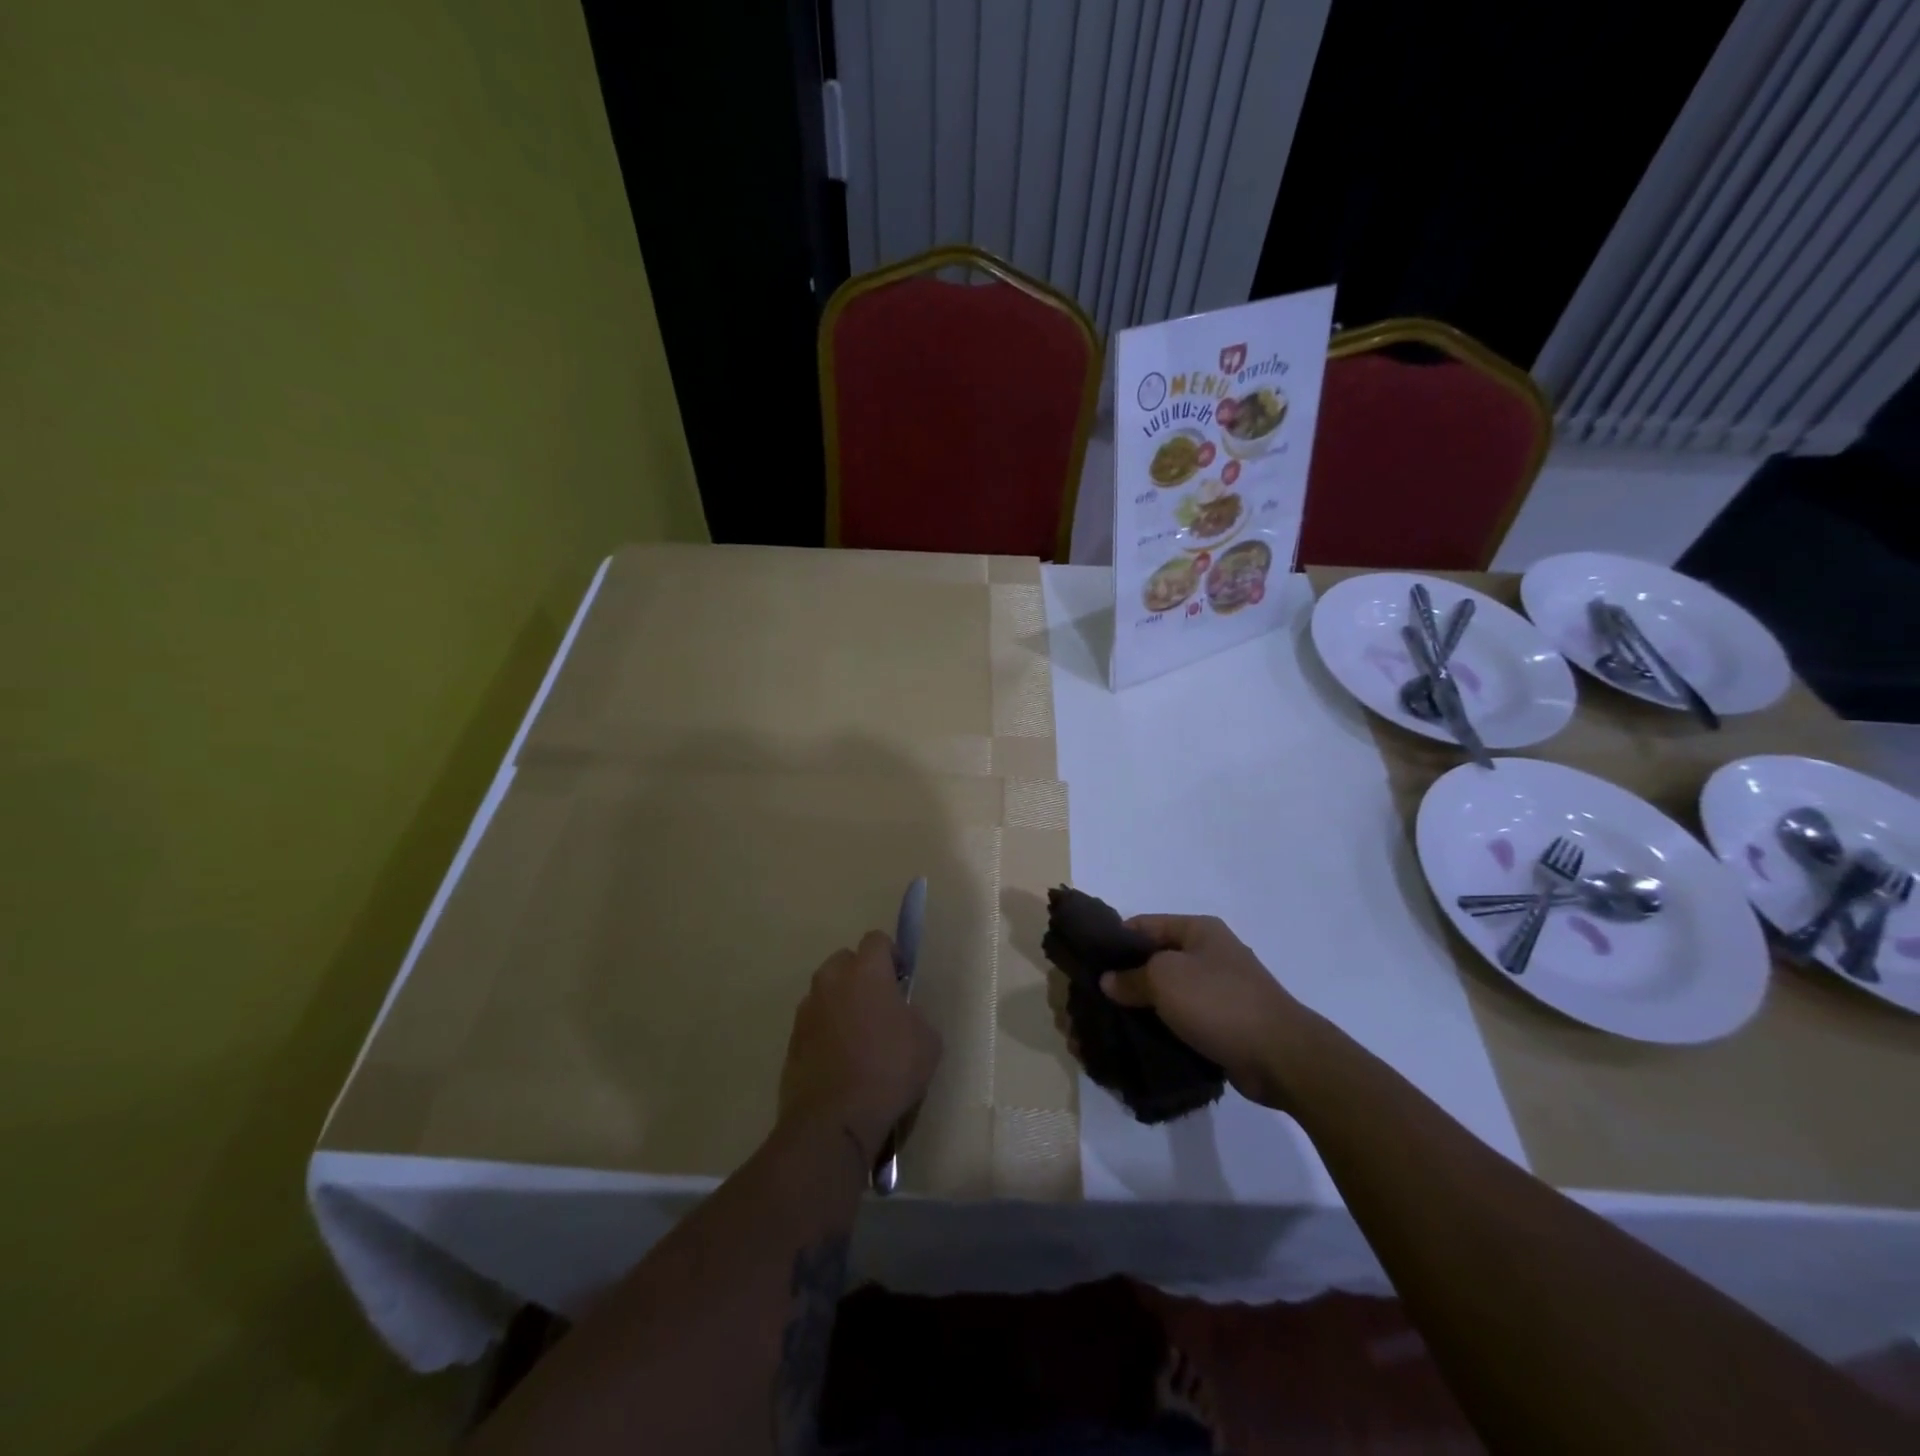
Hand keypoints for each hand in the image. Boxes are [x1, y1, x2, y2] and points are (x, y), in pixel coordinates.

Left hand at [779, 931, 942, 1165]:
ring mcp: (807, 1009)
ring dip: (841, 1002)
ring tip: (858, 1036)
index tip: (902, 981)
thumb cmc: (889, 1071)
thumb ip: (914, 1014)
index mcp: (866, 971)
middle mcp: (832, 980)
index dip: (892, 956)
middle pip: (846, 960)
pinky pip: (814, 1021)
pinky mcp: (792, 1039)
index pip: (877, 939)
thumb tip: (902, 1014)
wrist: (834, 1120)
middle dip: (862, 974)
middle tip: (880, 1005)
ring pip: (827, 991)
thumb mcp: (928, 1040)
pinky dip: (826, 1031)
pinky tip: (841, 1060)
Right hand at [1100, 915, 1308, 1109]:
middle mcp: (1210, 954)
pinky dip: (1163, 1029)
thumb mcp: (1164, 979)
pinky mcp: (1224, 1024)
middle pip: (1155, 960)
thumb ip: (1130, 978)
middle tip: (1094, 999)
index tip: (1087, 963)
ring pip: (1168, 994)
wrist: (1281, 1056)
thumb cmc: (1219, 1002)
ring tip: (1110, 1024)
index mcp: (1198, 930)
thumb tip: (1108, 981)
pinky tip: (1139, 1042)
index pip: (1144, 925)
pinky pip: (1184, 1021)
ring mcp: (1220, 990)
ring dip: (1143, 1008)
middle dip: (1125, 978)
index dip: (1114, 941)